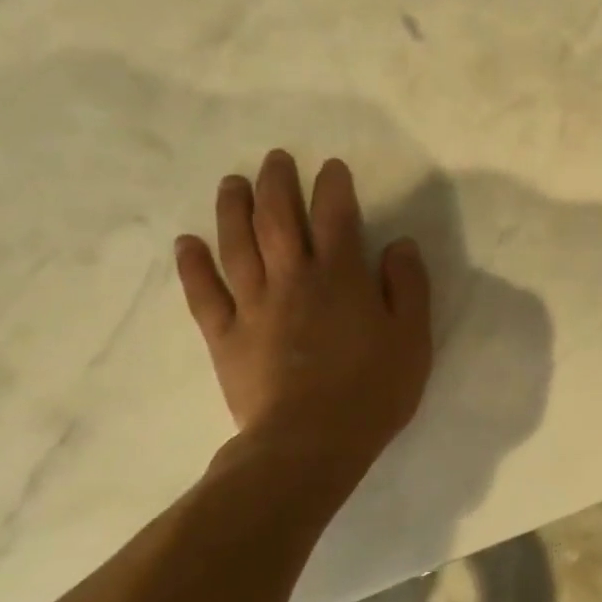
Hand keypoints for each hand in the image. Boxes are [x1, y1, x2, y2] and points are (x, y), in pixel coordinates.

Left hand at [174, 150, 432, 471]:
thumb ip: (408, 286)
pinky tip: (188, 243)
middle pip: (278, 218)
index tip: (332, 167)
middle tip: (275, 159)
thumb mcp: (413, 338)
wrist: (310, 442)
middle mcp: (293, 278)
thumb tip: (399, 245)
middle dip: (277, 183)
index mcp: (340, 277)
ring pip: (237, 244)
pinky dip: (193, 265)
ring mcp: (253, 305)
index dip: (334, 186)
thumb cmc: (373, 390)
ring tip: (232, 183)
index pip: (336, 216)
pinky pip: (204, 293)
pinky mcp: (225, 335)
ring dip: (233, 208)